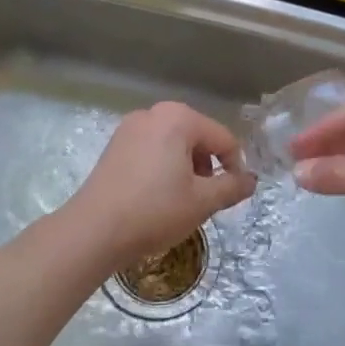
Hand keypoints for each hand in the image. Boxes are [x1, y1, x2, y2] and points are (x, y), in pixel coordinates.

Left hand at [67, 102, 256, 267]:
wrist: (93, 231)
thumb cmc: (154, 211)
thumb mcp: (202, 201)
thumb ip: (232, 186)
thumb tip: (251, 181)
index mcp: (179, 118)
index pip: (223, 139)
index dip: (235, 167)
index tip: (233, 196)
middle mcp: (154, 113)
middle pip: (198, 137)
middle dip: (208, 167)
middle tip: (205, 200)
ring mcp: (130, 128)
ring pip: (174, 144)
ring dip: (186, 169)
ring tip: (181, 201)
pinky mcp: (114, 146)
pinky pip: (152, 150)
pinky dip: (164, 168)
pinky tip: (157, 197)